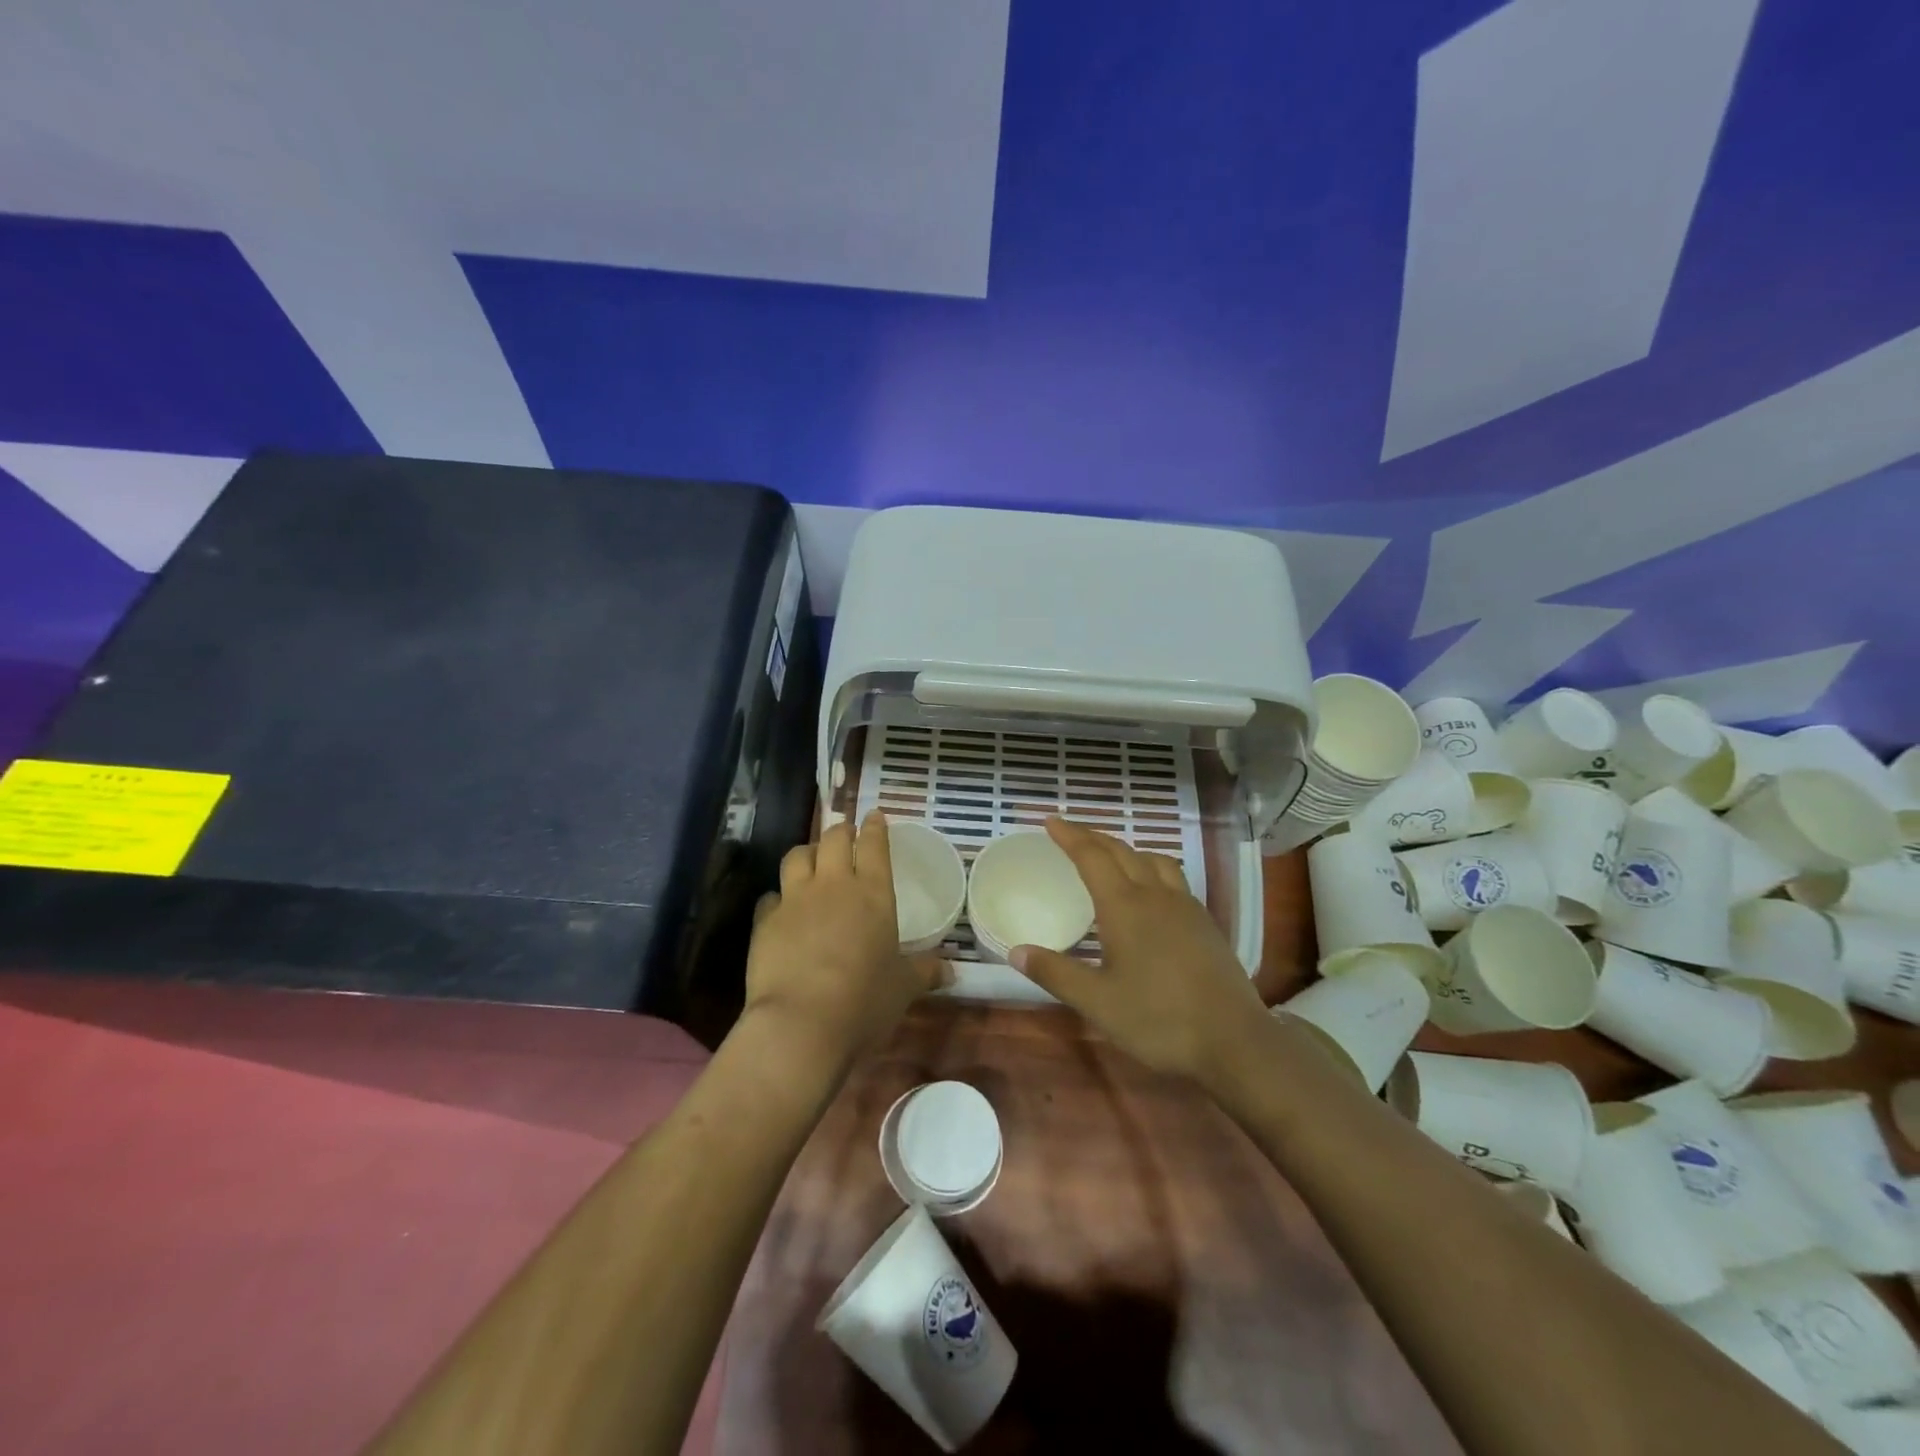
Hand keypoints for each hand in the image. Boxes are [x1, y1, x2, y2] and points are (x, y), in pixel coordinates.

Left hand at [743, 811, 948, 1067]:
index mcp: (873, 892)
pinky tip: (781, 909)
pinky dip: (778, 897)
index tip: (875, 815)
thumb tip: (952, 973)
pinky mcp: (764, 922)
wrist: (801, 1025)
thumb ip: (925, 972)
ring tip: (811, 861)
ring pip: (796, 856)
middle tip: (846, 834)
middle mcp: (833, 885)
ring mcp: (795, 900)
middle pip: (833, 839)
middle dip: (841, 831)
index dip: (875, 827)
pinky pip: (770, 896)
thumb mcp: (903, 988)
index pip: (874, 845)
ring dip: (807, 853)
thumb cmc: (865, 1002)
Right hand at [1009, 817, 1269, 1085]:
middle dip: (1092, 837)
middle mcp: (1156, 895)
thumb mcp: (1097, 1002)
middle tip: (1069, 832)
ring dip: (1125, 849)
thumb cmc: (1158, 1020)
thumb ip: (1056, 974)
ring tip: (1110, 856)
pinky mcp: (1205, 922)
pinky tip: (1150, 891)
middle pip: (1121, 851)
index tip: (1050, 821)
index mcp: (1125, 907)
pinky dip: (1150, 868)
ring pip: (1152, 860)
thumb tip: (1015, 952)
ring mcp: (1186, 906)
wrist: (1234, 1040)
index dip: (1069, 836)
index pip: (1092, 857)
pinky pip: (1172, 877)